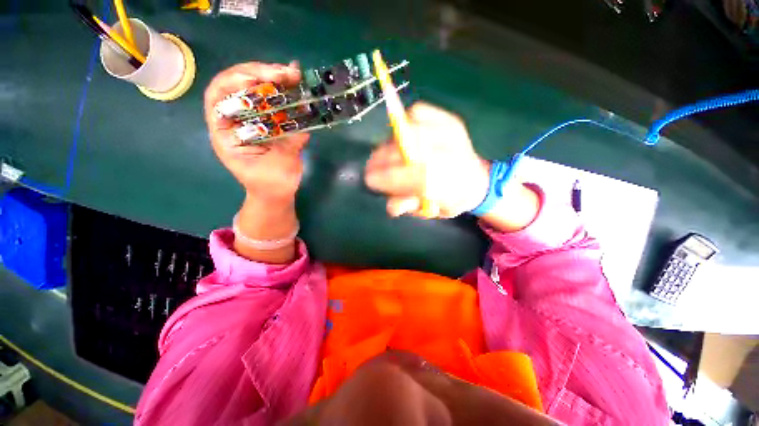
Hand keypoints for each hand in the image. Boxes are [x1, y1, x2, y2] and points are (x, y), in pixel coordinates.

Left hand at [204, 62, 309, 205]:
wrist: (276, 194)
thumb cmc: (271, 185)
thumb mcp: (279, 168)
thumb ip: (289, 146)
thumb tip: (303, 126)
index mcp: (226, 134)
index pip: (217, 97)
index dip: (234, 82)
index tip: (259, 79)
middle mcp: (235, 122)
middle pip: (236, 87)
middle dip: (259, 74)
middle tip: (285, 73)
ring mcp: (251, 120)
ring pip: (254, 91)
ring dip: (273, 79)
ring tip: (293, 74)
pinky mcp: (267, 122)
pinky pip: (272, 102)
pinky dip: (282, 91)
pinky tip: (295, 83)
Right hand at [365, 102, 489, 217]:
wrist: (477, 180)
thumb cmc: (450, 199)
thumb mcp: (429, 210)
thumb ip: (407, 206)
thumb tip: (389, 205)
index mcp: (449, 181)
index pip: (410, 176)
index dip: (386, 177)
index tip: (370, 180)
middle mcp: (451, 152)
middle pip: (407, 150)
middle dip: (382, 160)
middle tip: (371, 168)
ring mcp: (451, 131)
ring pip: (409, 127)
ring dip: (389, 144)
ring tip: (385, 155)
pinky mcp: (449, 119)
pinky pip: (418, 111)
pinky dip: (404, 121)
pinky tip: (401, 135)